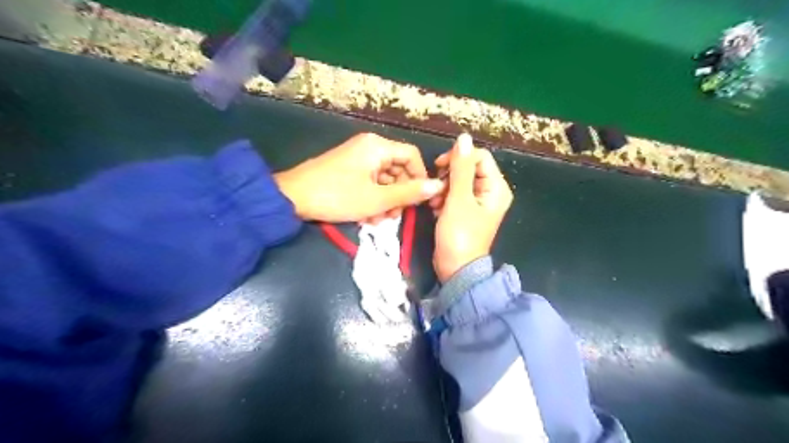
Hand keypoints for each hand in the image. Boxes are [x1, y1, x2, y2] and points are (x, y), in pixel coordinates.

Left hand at [275, 129, 442, 220]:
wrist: (292, 198)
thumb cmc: (338, 196)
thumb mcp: (378, 198)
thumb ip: (409, 192)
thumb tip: (438, 186)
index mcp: (378, 146)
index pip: (412, 156)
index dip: (420, 178)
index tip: (418, 201)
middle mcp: (369, 147)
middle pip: (398, 168)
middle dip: (399, 194)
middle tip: (394, 216)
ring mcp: (356, 157)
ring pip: (383, 178)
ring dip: (386, 200)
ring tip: (378, 220)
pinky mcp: (347, 169)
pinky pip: (369, 182)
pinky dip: (372, 198)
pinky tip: (366, 216)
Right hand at [428, 133, 515, 280]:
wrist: (455, 268)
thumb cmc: (459, 235)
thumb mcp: (459, 199)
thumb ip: (460, 168)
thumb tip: (464, 137)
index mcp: (496, 187)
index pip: (479, 157)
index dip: (458, 158)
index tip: (438, 168)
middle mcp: (490, 192)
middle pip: (468, 168)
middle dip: (448, 176)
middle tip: (436, 190)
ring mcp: (478, 202)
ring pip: (458, 181)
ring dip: (443, 188)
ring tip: (435, 203)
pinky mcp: (466, 211)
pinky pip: (455, 194)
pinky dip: (443, 198)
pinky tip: (436, 209)